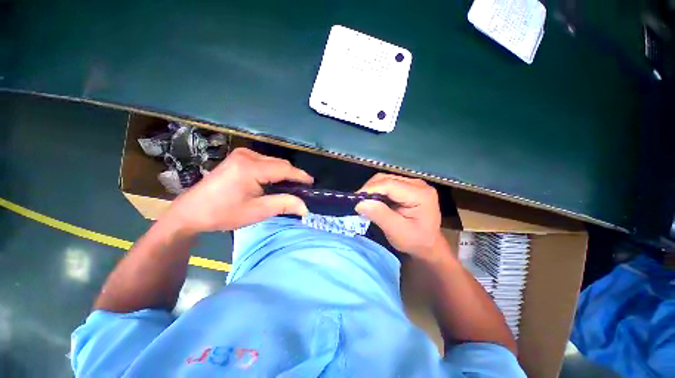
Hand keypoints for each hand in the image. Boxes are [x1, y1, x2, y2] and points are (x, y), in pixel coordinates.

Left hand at [165, 148, 312, 233]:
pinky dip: (273, 171)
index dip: (300, 176)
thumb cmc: (224, 213)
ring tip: (289, 187)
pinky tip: (273, 181)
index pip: (284, 169)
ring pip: (273, 162)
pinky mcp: (238, 157)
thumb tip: (305, 207)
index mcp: (251, 167)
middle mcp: (247, 155)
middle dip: (292, 175)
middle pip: (279, 163)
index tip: (312, 183)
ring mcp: (241, 154)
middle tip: (301, 189)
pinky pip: (264, 162)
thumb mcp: (257, 211)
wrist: (191, 211)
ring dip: (283, 173)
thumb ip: (284, 205)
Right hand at [355, 173, 442, 258]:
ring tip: (365, 203)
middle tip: (359, 203)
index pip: (389, 184)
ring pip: (385, 179)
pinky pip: (387, 183)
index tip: (356, 201)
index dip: (370, 190)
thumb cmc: (415, 241)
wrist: (428, 244)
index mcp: (420, 194)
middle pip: (386, 179)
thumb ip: (379, 215)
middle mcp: (418, 184)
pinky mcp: (408, 186)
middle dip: (369, 189)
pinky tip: (374, 201)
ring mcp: (413, 183)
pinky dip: (377, 191)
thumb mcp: (397, 232)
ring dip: (372, 190)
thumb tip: (360, 203)